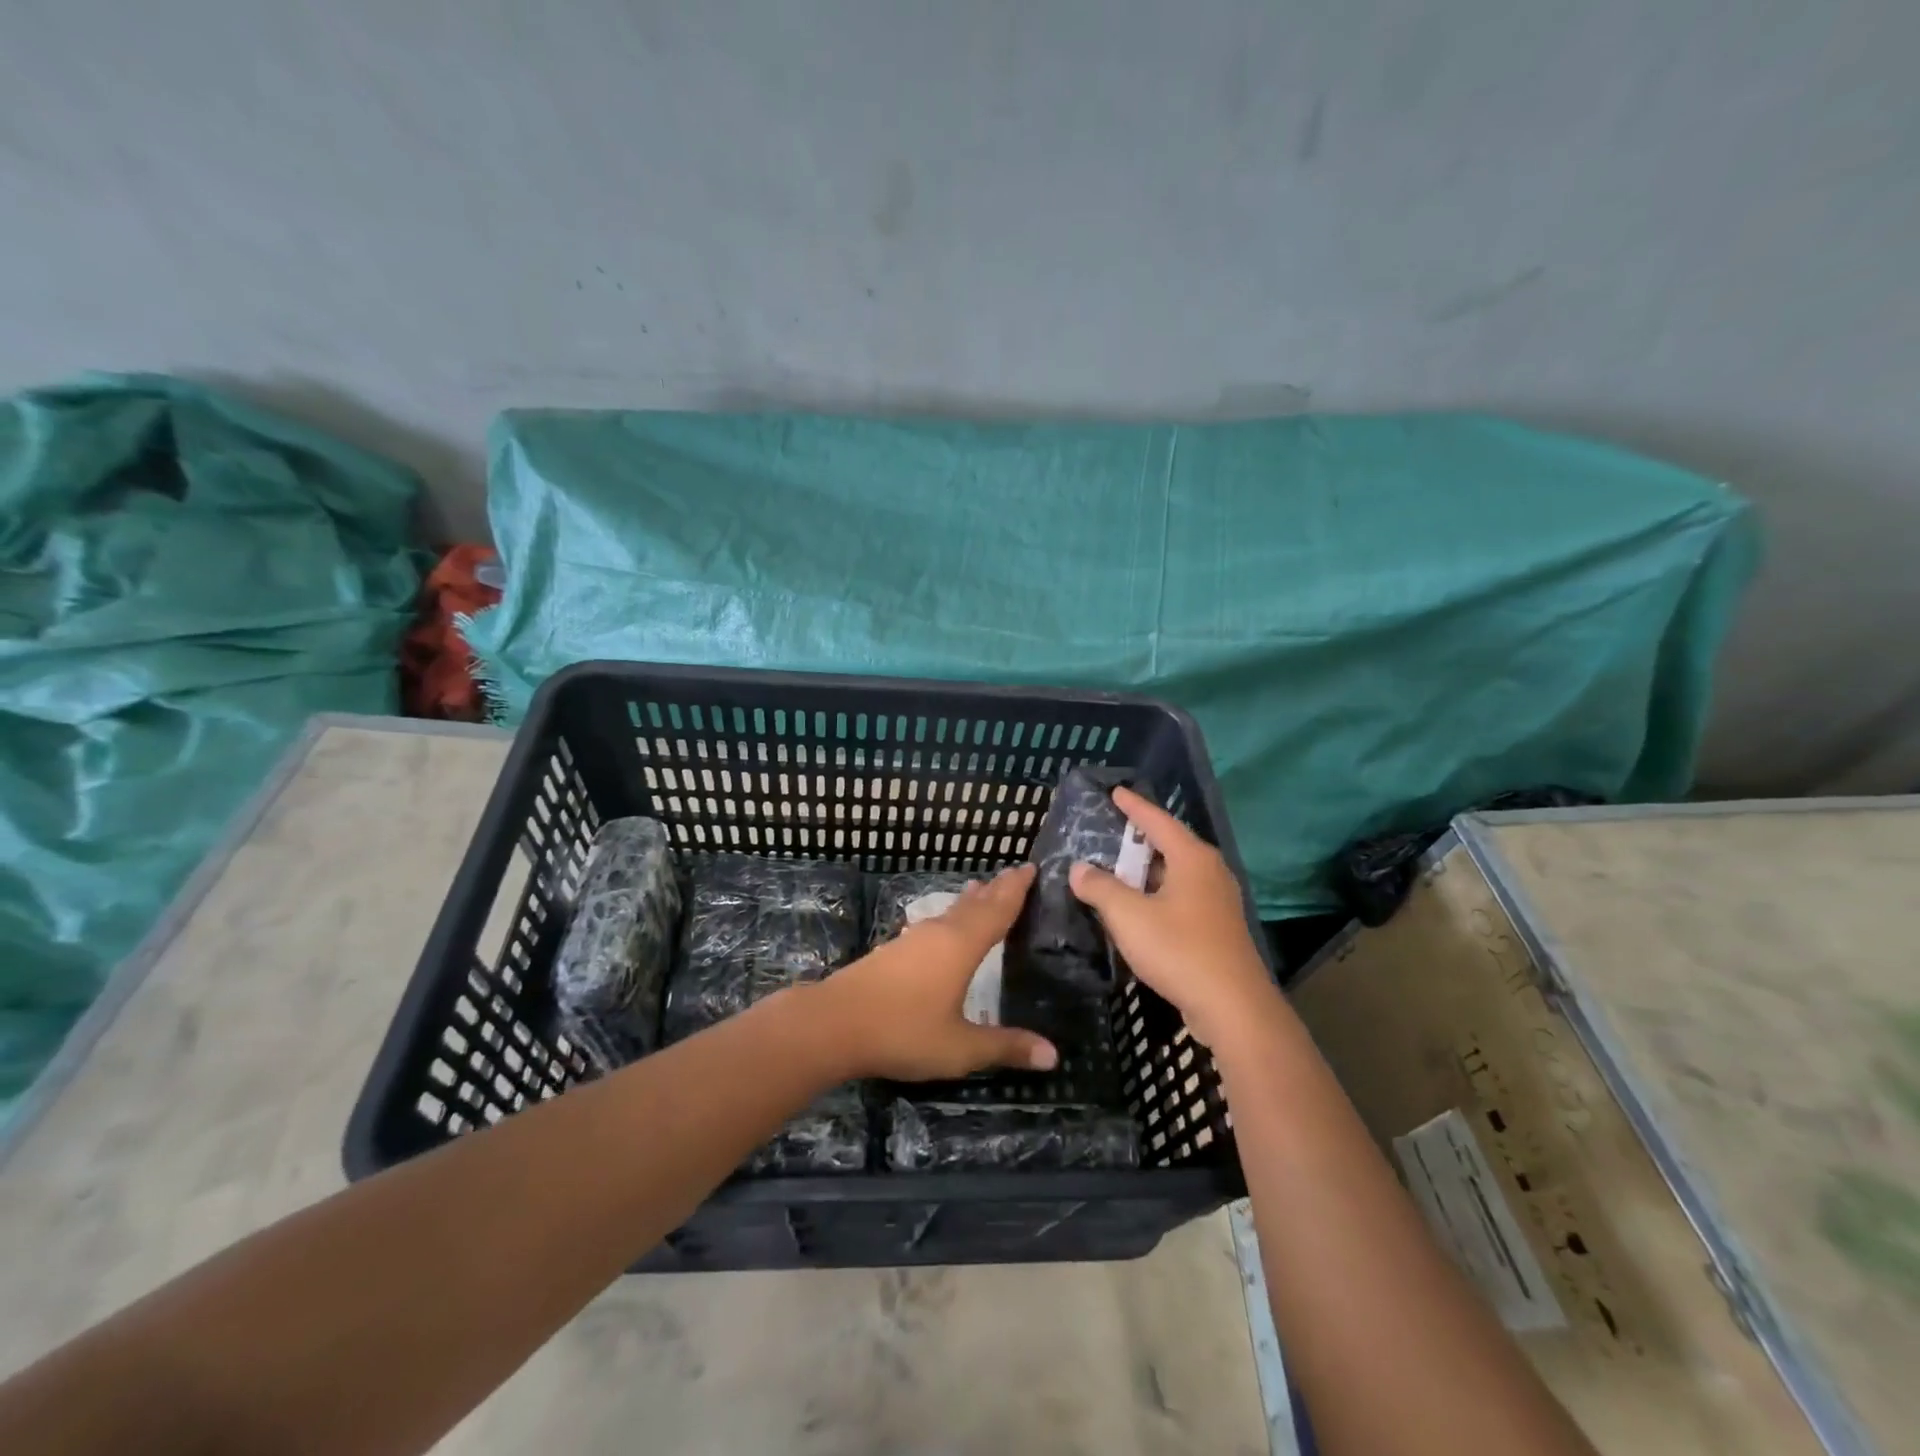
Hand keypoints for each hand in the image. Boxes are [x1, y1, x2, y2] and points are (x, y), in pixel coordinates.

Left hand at [806, 865, 1058, 1080]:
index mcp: (961, 946)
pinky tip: (941, 928)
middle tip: (1015, 872)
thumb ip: (1004, 1046)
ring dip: (970, 901)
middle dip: (996, 889)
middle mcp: (938, 933)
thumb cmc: (903, 1031)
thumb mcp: (960, 1047)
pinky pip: (932, 924)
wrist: (833, 1022)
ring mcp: (912, 940)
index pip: (997, 910)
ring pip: (950, 912)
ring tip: (981, 889)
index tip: (1030, 867)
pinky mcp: (892, 951)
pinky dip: (950, 917)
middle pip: (974, 904)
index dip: (1016, 889)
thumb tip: (1053, 1055)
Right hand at [1068, 787, 1277, 1049]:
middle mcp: (1209, 872)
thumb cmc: (1179, 950)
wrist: (1232, 1006)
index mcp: (1192, 858)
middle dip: (1138, 839)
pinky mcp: (1217, 928)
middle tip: (1109, 831)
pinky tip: (1137, 909)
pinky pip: (1181, 898)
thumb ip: (1100, 888)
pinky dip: (1156, 895)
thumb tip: (1079, 869)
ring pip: (1175, 874)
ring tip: (1116, 869)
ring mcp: (1217, 901)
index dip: (1134, 806)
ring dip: (1146, 872)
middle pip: (1169, 845)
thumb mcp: (1128, 916)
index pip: (1158, 820)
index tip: (1115, 792)